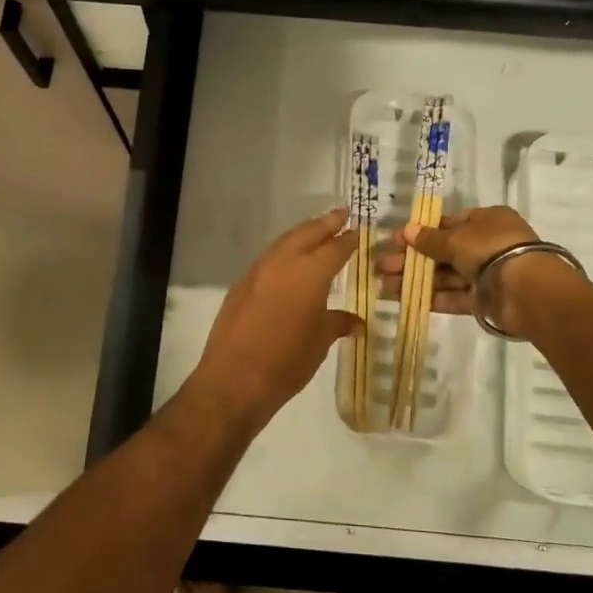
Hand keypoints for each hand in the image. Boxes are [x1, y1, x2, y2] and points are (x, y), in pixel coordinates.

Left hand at [191, 210, 360, 424]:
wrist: (234, 379)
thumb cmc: (287, 361)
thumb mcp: (320, 342)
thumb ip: (338, 323)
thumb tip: (357, 322)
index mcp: (310, 272)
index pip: (335, 248)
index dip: (348, 239)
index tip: (358, 230)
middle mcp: (284, 262)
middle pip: (307, 233)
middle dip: (325, 223)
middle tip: (341, 214)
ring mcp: (258, 271)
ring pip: (284, 242)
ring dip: (302, 234)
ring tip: (316, 232)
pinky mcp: (241, 285)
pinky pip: (268, 259)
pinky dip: (283, 253)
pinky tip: (289, 263)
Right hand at [380, 206, 575, 339]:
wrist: (527, 290)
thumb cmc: (491, 249)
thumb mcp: (456, 238)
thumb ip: (430, 239)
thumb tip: (407, 231)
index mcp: (487, 221)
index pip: (450, 223)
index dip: (422, 231)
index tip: (397, 241)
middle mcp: (487, 244)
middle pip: (444, 251)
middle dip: (413, 259)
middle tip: (383, 266)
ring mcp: (486, 274)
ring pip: (445, 275)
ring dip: (416, 279)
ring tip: (385, 285)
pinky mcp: (484, 300)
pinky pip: (454, 296)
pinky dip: (432, 297)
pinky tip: (405, 299)